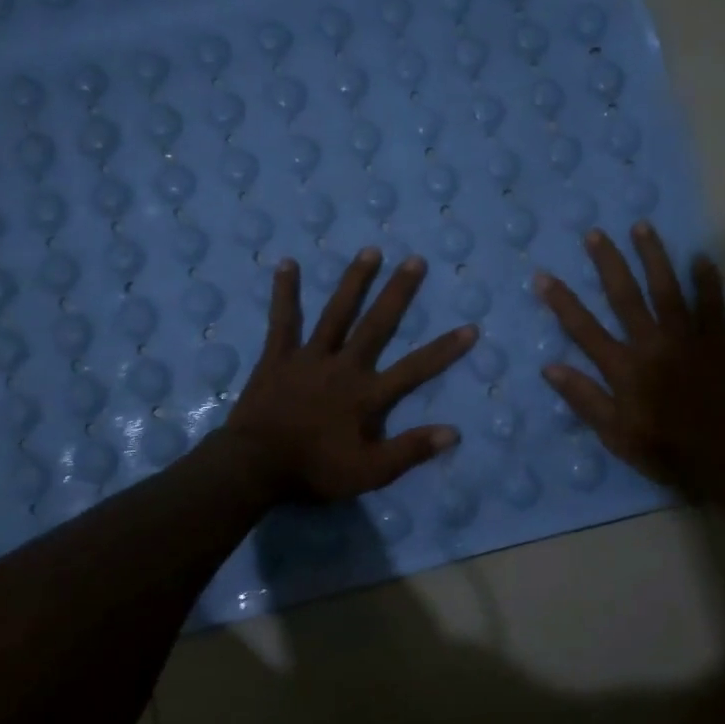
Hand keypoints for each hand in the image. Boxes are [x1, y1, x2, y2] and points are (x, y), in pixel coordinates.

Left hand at [225, 247, 476, 502]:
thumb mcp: (370, 473)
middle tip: (415, 260)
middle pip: (377, 324)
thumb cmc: (314, 471)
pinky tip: (287, 263)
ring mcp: (309, 357)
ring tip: (370, 250)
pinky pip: (283, 319)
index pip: (415, 369)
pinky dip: (285, 292)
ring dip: (354, 281)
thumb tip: (453, 432)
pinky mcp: (278, 356)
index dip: (444, 350)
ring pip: (337, 313)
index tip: (470, 327)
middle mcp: (344, 366)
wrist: (254, 467)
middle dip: (398, 292)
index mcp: (367, 395)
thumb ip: (410, 450)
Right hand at [536, 223, 724, 497]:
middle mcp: (652, 344)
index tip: (543, 277)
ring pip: (667, 289)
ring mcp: (687, 338)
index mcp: (624, 368)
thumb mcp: (616, 435)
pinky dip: (707, 279)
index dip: (562, 302)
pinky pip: (712, 304)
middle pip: (625, 296)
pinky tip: (701, 257)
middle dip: (608, 263)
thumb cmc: (668, 451)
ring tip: (642, 227)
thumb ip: (584, 399)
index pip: (584, 329)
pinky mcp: (718, 341)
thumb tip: (550, 368)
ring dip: (653, 256)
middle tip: (595, 233)